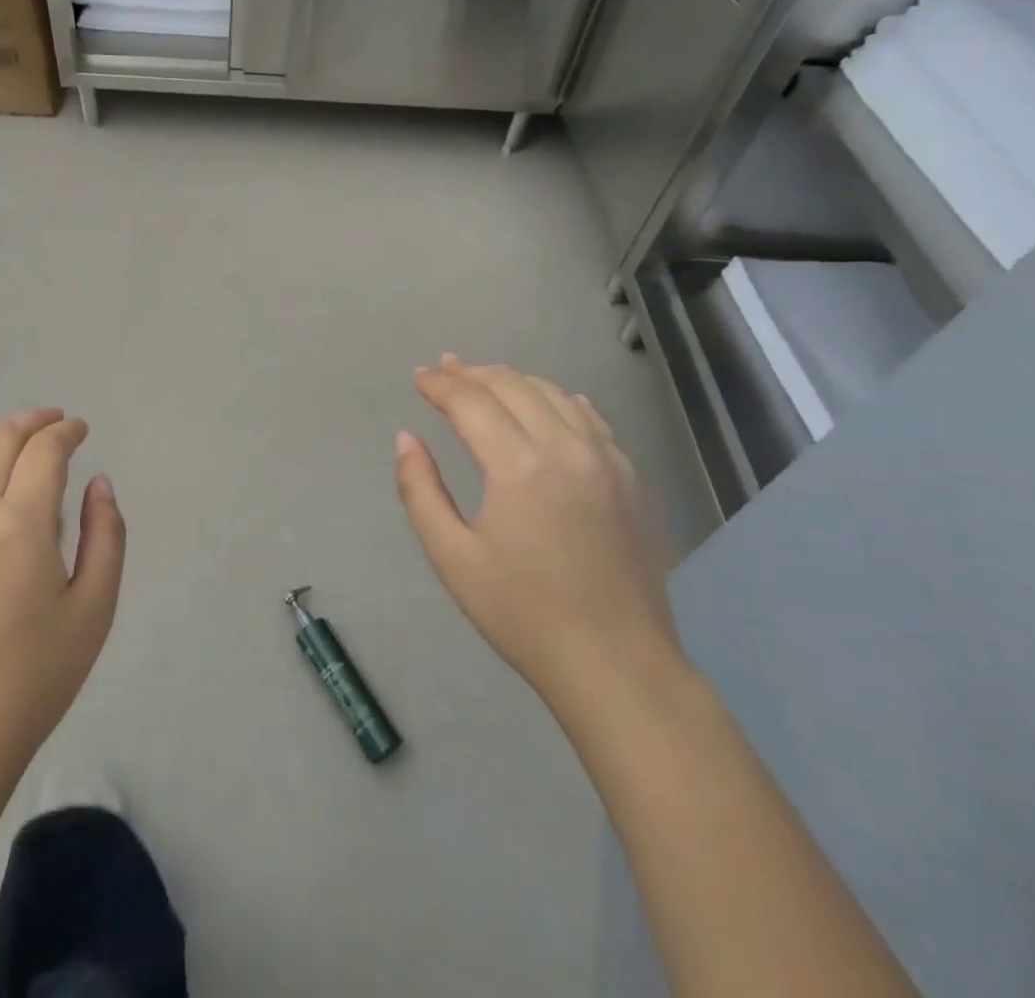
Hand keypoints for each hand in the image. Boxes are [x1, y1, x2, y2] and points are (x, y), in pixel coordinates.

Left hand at [0, 410, 125, 778]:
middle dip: (31, 422)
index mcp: (20, 525)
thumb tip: (98, 483)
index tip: (81, 430)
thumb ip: (105, 535)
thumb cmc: (35, 678)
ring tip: (12, 437)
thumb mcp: (94, 608)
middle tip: (54, 423)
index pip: (43, 451)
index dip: (65, 432)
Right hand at [395, 356, 686, 726]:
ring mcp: (605, 461)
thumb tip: (406, 439)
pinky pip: (589, 418)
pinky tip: (547, 402)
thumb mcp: (453, 557)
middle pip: (513, 387)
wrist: (617, 665)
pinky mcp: (628, 479)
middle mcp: (565, 448)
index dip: (441, 385)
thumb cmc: (523, 614)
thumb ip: (421, 491)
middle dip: (473, 373)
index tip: (419, 377)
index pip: (472, 402)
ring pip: (554, 394)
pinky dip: (558, 399)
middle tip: (444, 368)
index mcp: (518, 466)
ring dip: (514, 380)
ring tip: (485, 378)